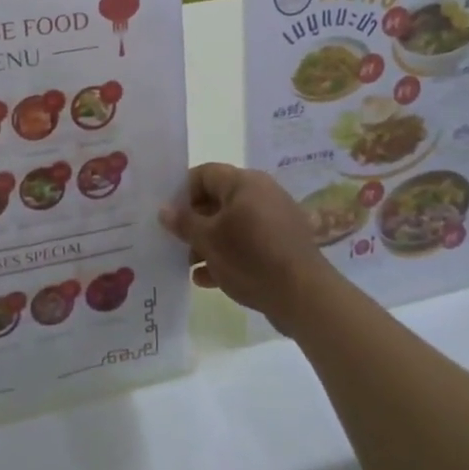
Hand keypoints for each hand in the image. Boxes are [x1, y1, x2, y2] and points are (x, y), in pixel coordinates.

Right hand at [162, 163, 334, 332]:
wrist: (304, 295)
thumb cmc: (251, 257)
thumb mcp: (209, 240)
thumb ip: (184, 222)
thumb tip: (164, 210)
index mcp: (244, 182)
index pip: (204, 174)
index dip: (182, 192)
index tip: (167, 216)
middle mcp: (261, 193)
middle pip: (217, 200)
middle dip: (194, 222)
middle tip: (174, 242)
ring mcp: (274, 220)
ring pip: (231, 224)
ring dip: (208, 242)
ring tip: (188, 265)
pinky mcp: (282, 244)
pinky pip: (247, 243)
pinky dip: (228, 255)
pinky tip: (207, 279)